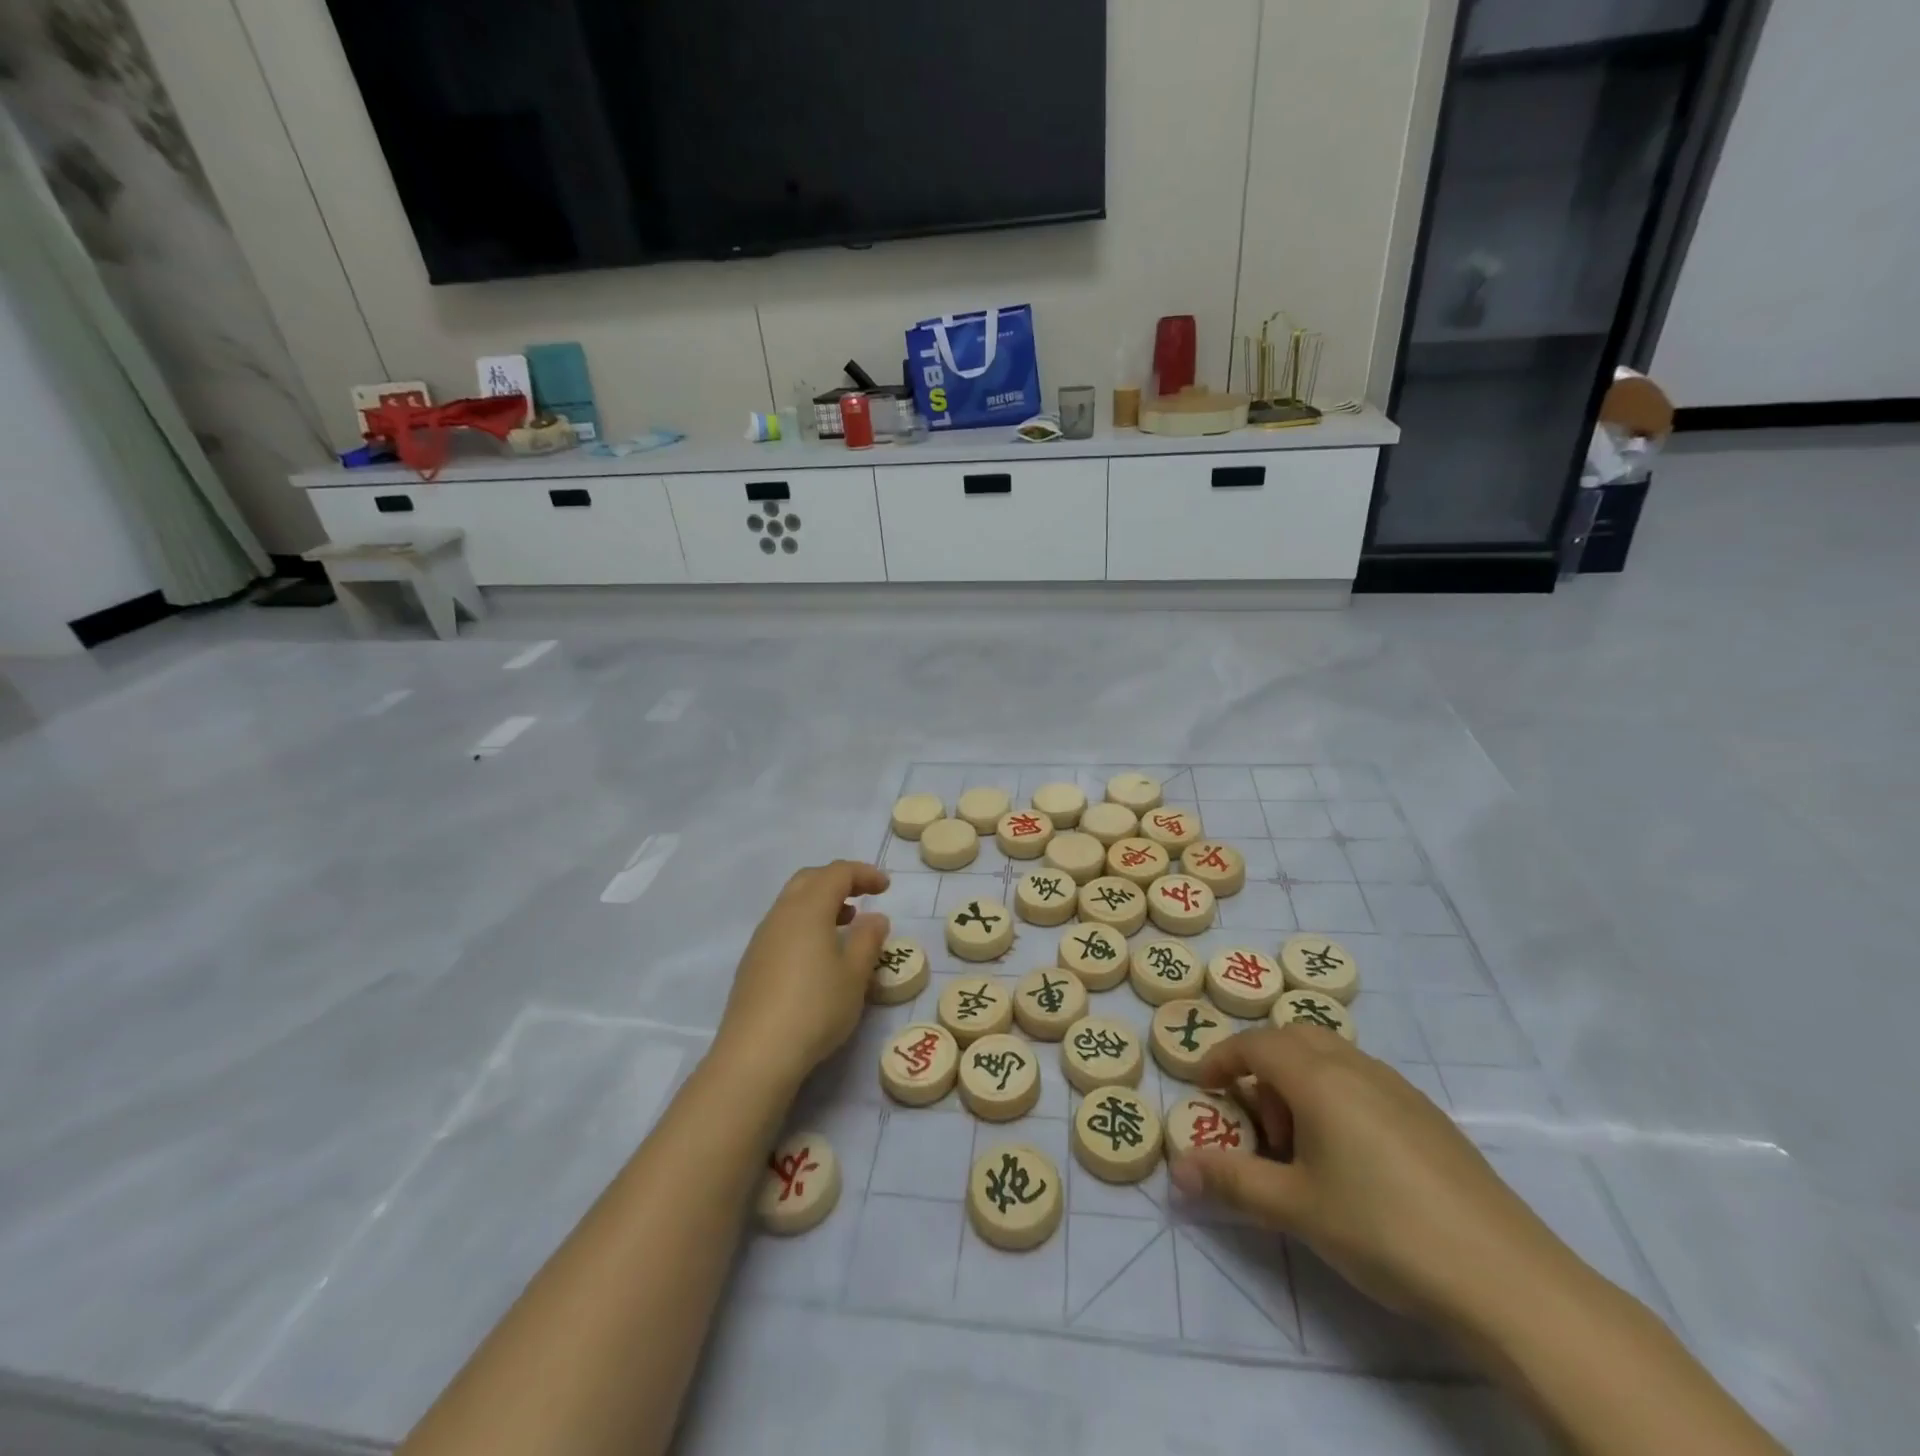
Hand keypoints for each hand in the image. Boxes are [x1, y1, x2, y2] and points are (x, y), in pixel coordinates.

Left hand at [713, 861, 890, 1091]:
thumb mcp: (855, 975)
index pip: (837, 873)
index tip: (886, 887)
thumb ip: (868, 940)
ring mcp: (762, 939)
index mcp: (808, 909)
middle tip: (864, 895)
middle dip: (839, 880)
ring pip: (793, 902)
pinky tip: (818, 953)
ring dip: (820, 902)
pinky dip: (805, 923)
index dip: (864, 874)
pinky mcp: (752, 963)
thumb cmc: (815, 1008)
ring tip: (846, 923)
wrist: (756, 1054)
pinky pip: (783, 926)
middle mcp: (781, 915)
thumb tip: (875, 917)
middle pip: (810, 879)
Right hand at [1170, 1026, 1580, 1336]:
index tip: (1202, 1085)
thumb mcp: (1296, 1209)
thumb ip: (1232, 1182)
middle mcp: (1358, 1068)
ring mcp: (1399, 1089)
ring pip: (1332, 1057)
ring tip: (1302, 1148)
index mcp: (1320, 1079)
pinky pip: (1364, 1081)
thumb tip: (1177, 1170)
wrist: (1509, 1280)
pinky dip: (1336, 1096)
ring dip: (1301, 1081)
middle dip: (1263, 1064)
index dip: (1222, 1058)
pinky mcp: (1429, 1117)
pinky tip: (1351, 1158)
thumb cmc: (1385, 1231)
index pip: (1256, 1044)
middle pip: (1296, 1037)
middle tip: (1256, 1119)